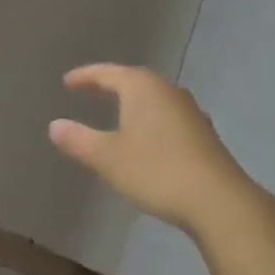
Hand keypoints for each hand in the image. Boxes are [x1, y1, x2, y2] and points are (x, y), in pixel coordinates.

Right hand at [48, 64, 267, 236]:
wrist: (218, 201)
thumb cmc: (156, 171)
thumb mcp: (108, 158)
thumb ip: (79, 140)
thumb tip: (55, 126)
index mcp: (143, 88)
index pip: (108, 73)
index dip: (86, 77)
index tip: (68, 82)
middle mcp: (168, 92)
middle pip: (134, 81)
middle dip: (111, 85)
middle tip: (90, 90)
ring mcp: (190, 112)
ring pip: (154, 99)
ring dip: (133, 103)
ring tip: (116, 111)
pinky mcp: (203, 135)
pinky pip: (168, 117)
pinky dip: (150, 120)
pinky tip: (147, 137)